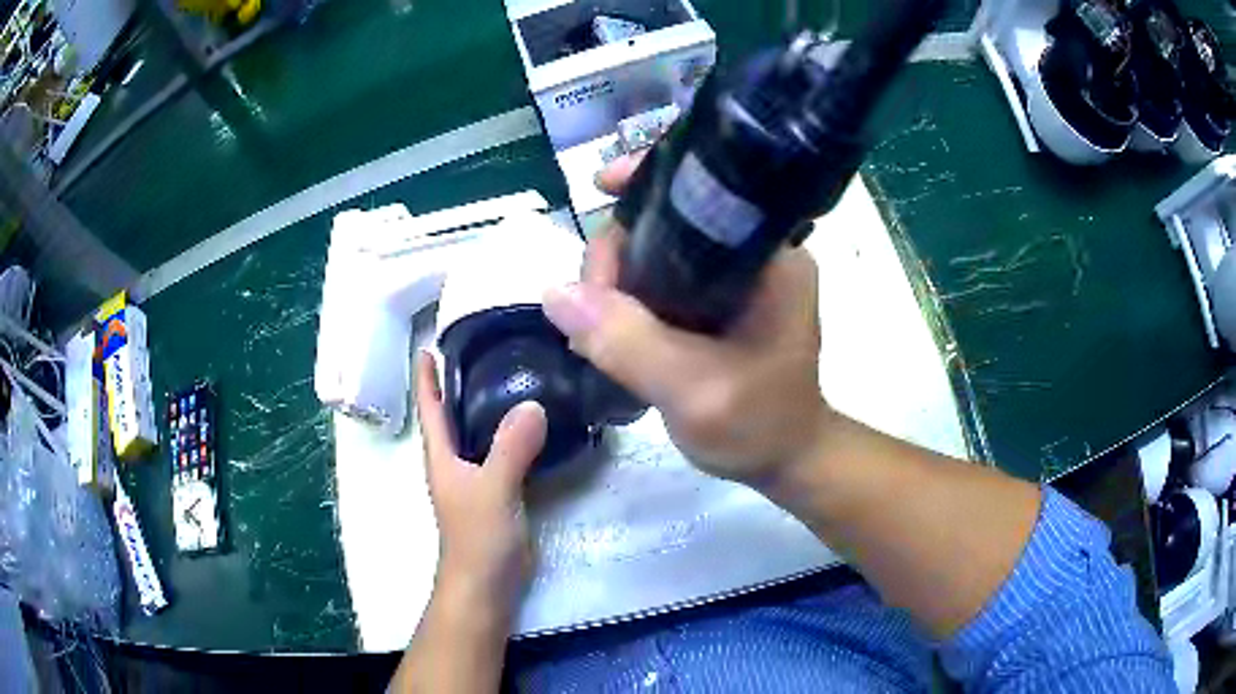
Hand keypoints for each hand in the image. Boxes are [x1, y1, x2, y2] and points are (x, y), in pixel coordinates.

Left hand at [414, 351, 547, 612]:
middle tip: (484, 349)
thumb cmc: (477, 536)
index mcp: (442, 456)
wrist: (487, 583)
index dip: (426, 377)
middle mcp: (455, 462)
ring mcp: (476, 478)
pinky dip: (513, 433)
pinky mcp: (498, 492)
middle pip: (453, 414)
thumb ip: (511, 448)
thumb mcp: (493, 488)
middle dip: (460, 382)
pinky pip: (503, 451)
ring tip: (512, 376)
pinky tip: (534, 424)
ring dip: (489, 406)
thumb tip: (534, 404)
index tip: (429, 345)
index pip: (431, 407)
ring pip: (479, 432)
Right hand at [542, 155, 832, 487]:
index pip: (706, 192)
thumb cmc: (759, 426)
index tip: (600, 187)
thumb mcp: (695, 391)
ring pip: (655, 251)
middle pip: (667, 220)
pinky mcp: (715, 301)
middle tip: (588, 312)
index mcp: (770, 259)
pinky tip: (604, 328)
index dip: (649, 182)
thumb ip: (628, 343)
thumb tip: (555, 293)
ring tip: (591, 329)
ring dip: (614, 280)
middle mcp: (752, 255)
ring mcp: (732, 278)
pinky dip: (625, 298)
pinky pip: (657, 281)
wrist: (783, 459)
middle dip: (617, 252)